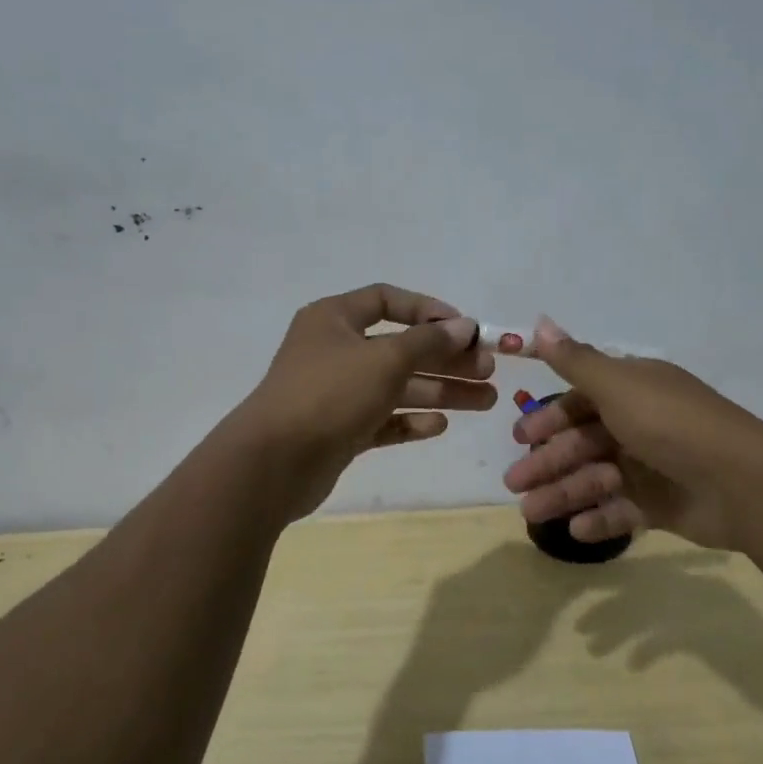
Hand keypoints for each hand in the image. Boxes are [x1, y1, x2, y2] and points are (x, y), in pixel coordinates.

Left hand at [237, 284, 496, 516]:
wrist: (273, 463)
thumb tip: (464, 326)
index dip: (428, 310)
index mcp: (334, 319)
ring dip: (440, 391)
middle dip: (446, 359)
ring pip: (397, 386)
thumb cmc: (330, 394)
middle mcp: (335, 351)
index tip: (465, 328)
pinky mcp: (339, 430)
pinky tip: (439, 425)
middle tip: (489, 371)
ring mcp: (336, 393)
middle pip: (401, 348)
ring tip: (486, 400)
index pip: (387, 300)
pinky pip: (382, 419)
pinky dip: (410, 420)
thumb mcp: (385, 359)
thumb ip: (428, 341)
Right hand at [502, 317, 762, 549]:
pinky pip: (622, 511)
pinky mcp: (664, 505)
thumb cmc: (670, 425)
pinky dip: (598, 518)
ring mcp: (652, 466)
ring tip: (532, 513)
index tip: (520, 437)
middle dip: (547, 462)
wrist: (743, 482)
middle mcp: (640, 424)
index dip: (549, 418)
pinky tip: (575, 529)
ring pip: (596, 478)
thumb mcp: (617, 386)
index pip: (581, 401)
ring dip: (563, 493)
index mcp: (633, 391)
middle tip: (514, 483)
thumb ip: (575, 360)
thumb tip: (539, 321)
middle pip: (583, 442)